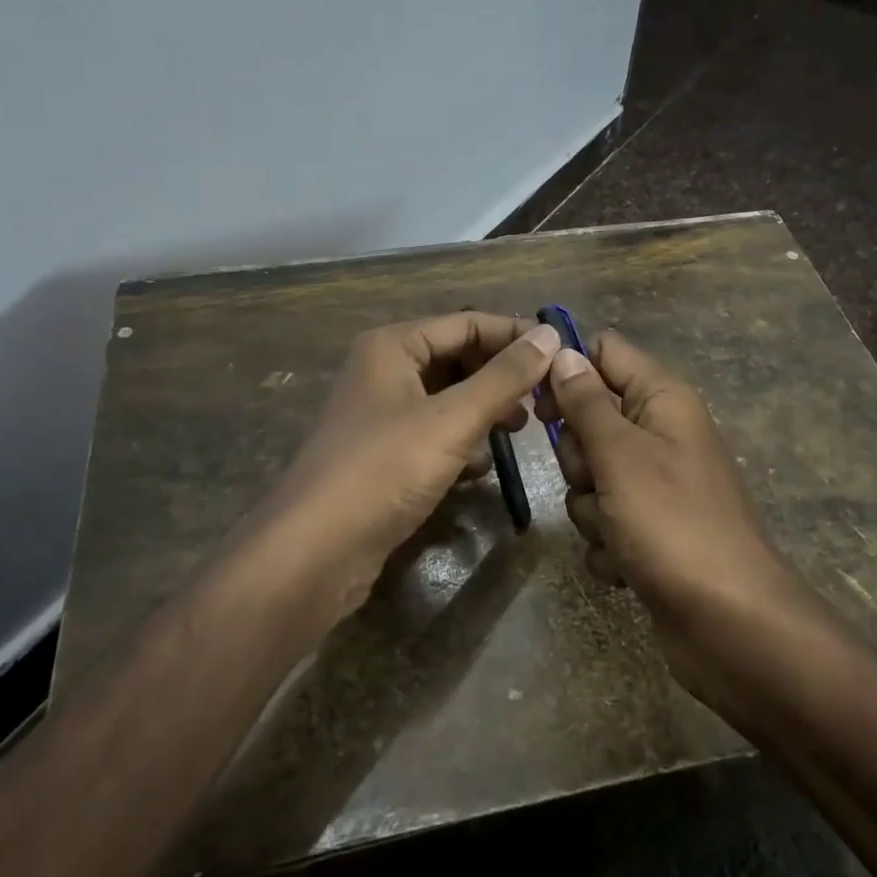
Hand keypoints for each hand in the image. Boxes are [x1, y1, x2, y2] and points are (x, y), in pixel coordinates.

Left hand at [252, 312, 560, 621]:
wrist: (314, 553)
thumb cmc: (384, 470)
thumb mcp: (453, 420)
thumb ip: (505, 377)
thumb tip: (552, 335)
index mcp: (393, 346)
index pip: (467, 323)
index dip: (515, 335)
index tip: (563, 356)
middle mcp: (384, 370)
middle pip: (457, 358)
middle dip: (501, 376)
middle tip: (545, 399)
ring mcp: (381, 414)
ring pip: (448, 398)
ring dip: (485, 409)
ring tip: (521, 428)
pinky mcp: (383, 454)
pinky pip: (434, 433)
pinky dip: (462, 442)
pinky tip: (483, 467)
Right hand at [543, 331, 791, 613]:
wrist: (728, 623)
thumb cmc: (672, 523)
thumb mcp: (619, 453)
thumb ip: (585, 401)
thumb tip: (562, 351)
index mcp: (662, 399)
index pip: (604, 351)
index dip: (568, 368)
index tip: (538, 400)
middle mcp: (659, 433)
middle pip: (589, 418)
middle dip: (578, 455)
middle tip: (595, 478)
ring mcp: (654, 484)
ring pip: (590, 474)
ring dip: (589, 507)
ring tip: (615, 531)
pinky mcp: (648, 529)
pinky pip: (603, 518)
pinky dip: (606, 542)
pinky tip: (625, 564)